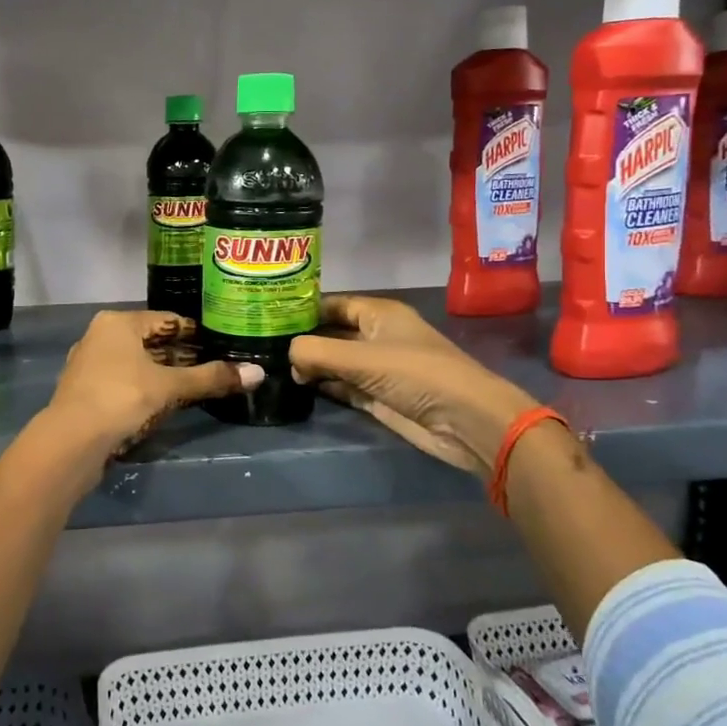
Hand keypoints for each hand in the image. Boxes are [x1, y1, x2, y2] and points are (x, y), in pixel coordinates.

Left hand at [48, 310, 262, 456]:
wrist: (71, 441)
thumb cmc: (121, 399)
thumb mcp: (170, 387)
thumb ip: (211, 378)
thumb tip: (259, 373)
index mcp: (118, 322)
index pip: (166, 320)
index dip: (196, 333)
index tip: (221, 344)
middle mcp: (100, 336)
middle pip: (150, 341)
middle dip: (181, 355)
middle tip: (214, 367)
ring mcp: (89, 364)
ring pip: (136, 363)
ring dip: (163, 373)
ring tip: (195, 386)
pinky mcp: (85, 391)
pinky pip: (124, 382)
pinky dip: (144, 388)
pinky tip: (163, 404)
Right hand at [289, 295, 538, 475]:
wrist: (465, 421)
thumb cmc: (416, 374)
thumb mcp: (362, 358)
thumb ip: (317, 352)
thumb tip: (287, 354)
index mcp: (378, 314)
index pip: (332, 304)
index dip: (302, 309)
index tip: (267, 316)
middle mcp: (376, 336)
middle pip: (331, 332)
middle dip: (302, 339)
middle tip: (261, 345)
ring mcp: (377, 369)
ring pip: (335, 361)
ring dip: (310, 365)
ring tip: (271, 366)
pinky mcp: (378, 397)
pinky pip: (343, 386)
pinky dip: (323, 386)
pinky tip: (297, 387)